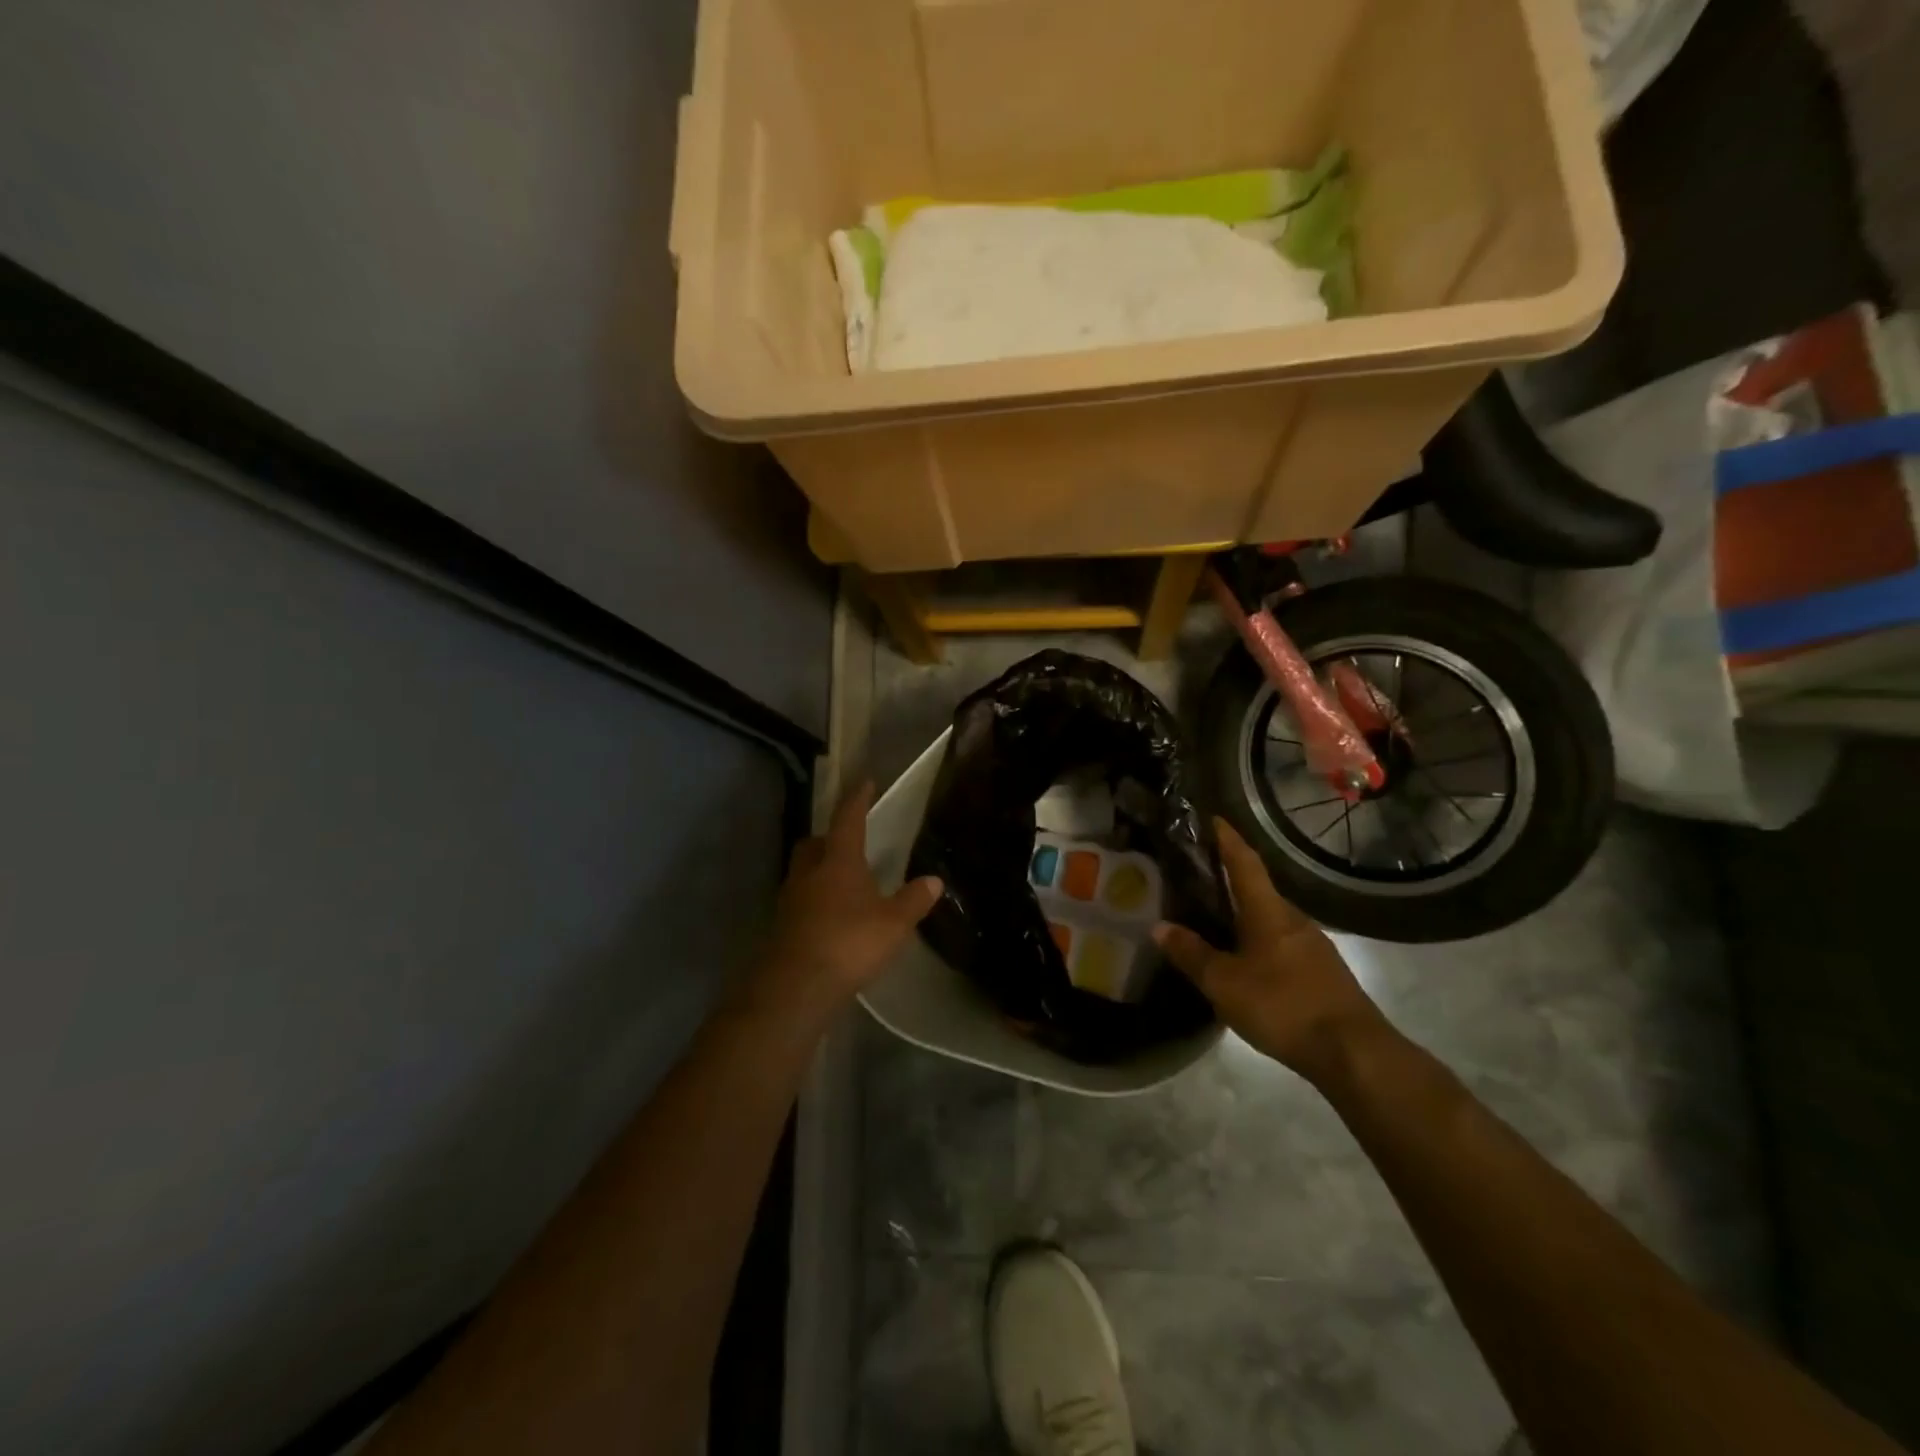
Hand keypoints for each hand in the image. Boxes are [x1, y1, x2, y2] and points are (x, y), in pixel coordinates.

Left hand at [746, 782, 942, 1023]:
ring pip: (803, 872)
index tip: (864, 783)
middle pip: (814, 844)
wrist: (796, 986)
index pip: (847, 820)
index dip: (857, 800)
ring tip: (842, 882)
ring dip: (819, 871)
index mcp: (838, 861)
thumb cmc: (849, 943)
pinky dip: (814, 901)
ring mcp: (791, 900)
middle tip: (847, 842)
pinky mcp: (782, 927)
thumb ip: (913, 900)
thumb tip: (934, 881)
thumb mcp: (893, 923)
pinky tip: (831, 917)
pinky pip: (800, 901)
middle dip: (829, 838)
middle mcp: (809, 873)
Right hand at [1154, 819, 1390, 1082]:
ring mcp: (1313, 946)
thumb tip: (1159, 926)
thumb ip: (1192, 954)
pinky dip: (1259, 941)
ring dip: (1245, 914)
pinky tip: (1245, 960)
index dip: (1228, 839)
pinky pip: (1282, 944)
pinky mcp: (1322, 973)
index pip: (1245, 862)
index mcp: (1268, 912)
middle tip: (1199, 878)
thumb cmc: (1283, 1005)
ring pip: (1271, 920)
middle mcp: (1293, 919)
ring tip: (1215, 920)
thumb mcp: (1224, 983)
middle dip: (1231, 880)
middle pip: (1259, 890)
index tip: (1213, 818)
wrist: (1354, 1053)